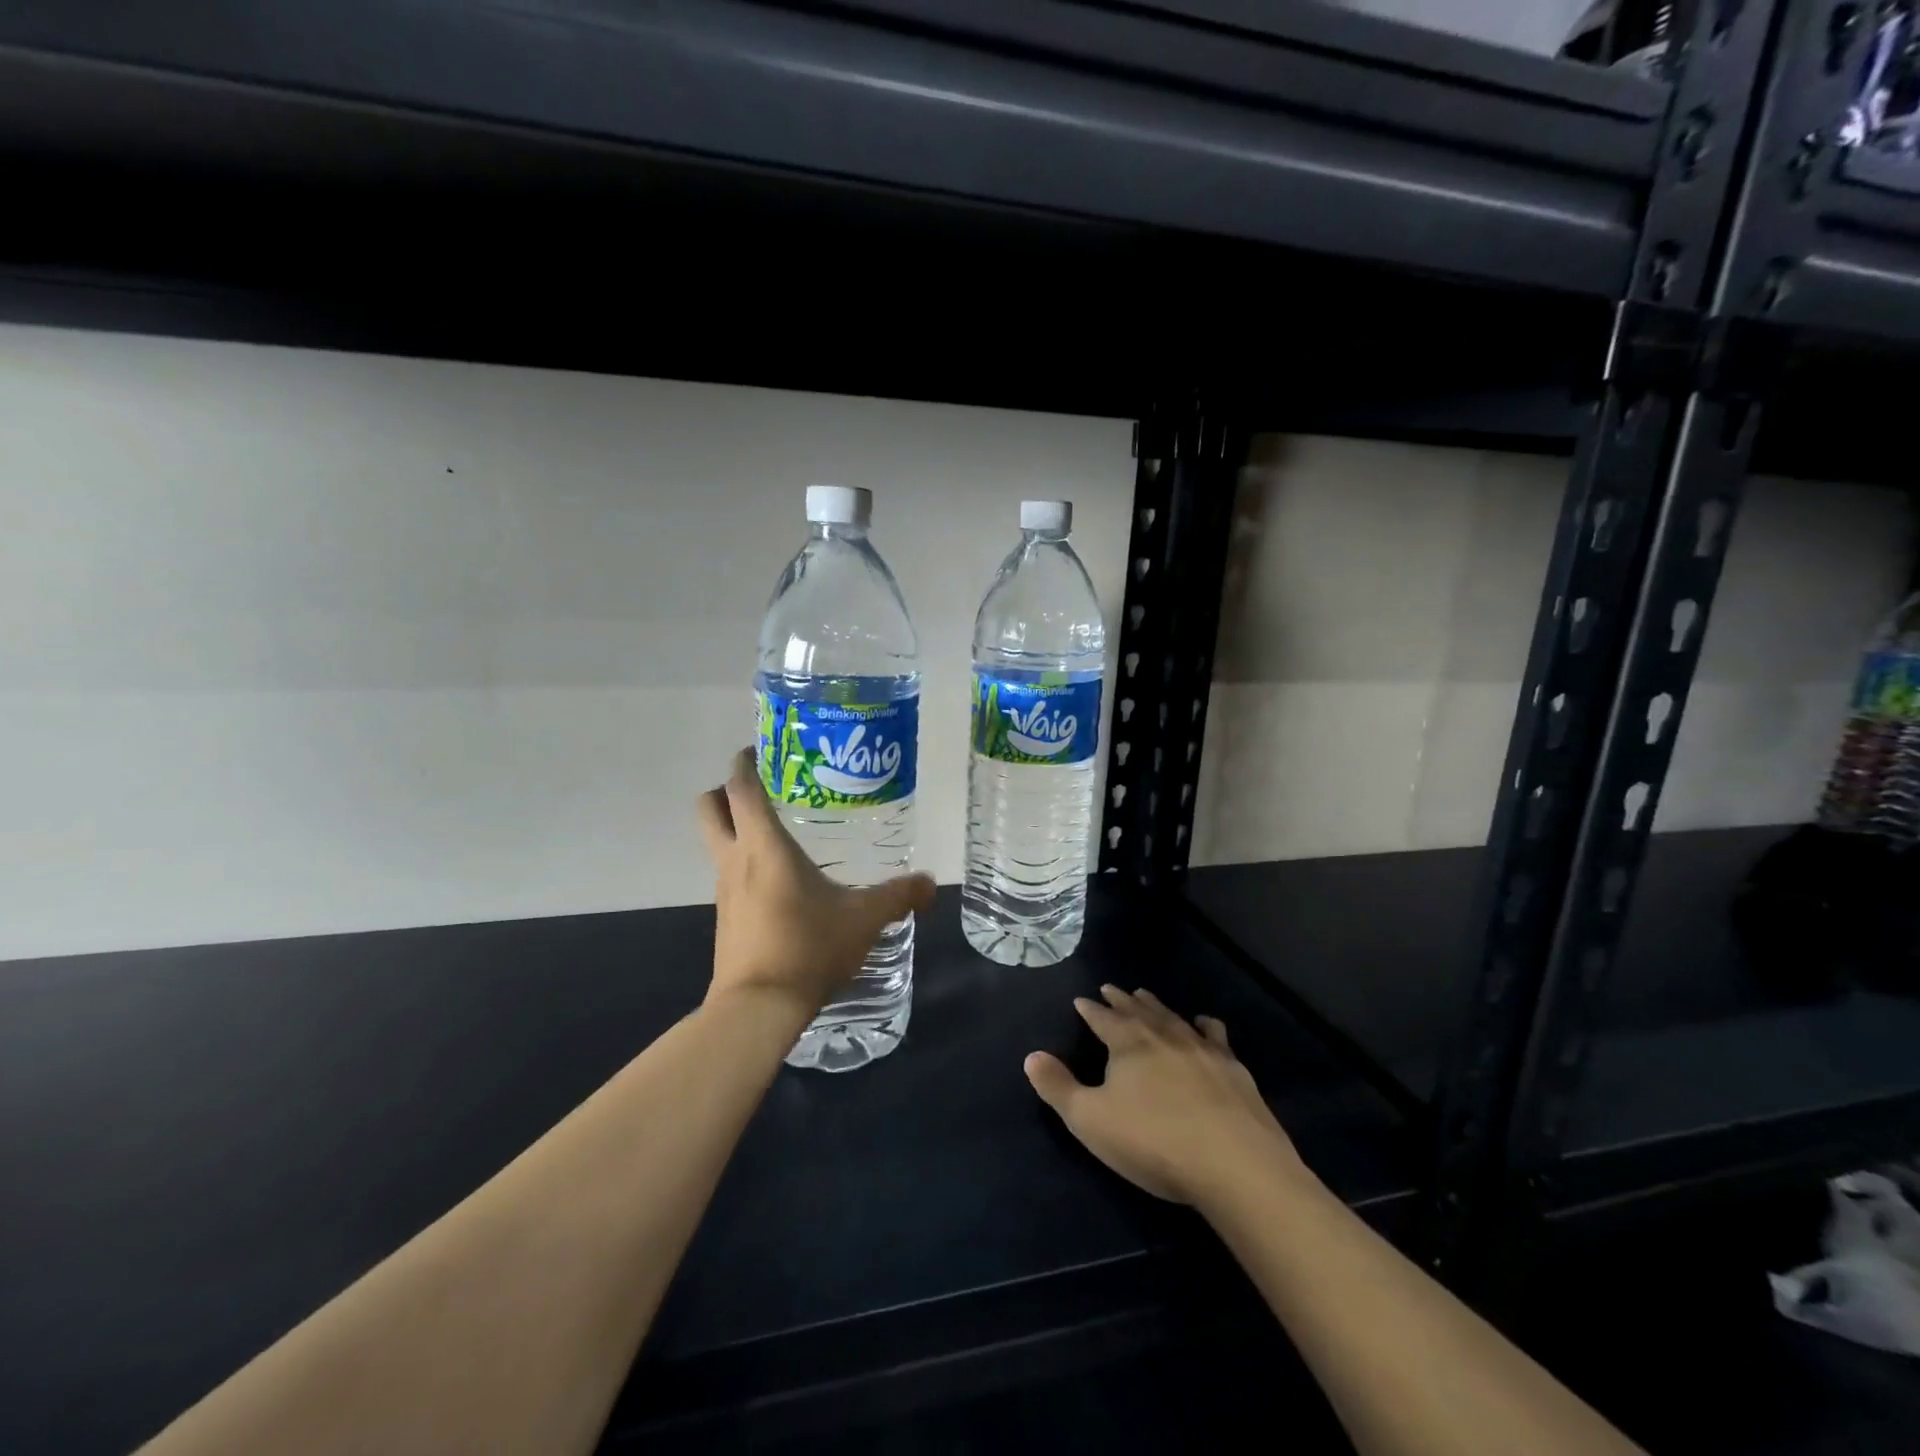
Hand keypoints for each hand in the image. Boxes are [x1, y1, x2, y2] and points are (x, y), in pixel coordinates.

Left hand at [697, 747, 934, 1024]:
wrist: (758, 1008)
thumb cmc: (807, 948)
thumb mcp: (864, 919)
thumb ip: (899, 896)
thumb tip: (931, 883)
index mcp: (765, 846)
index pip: (741, 788)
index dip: (744, 761)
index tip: (760, 748)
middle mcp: (735, 859)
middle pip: (710, 806)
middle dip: (727, 789)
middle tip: (764, 788)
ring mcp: (724, 890)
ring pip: (716, 841)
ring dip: (736, 827)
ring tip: (780, 833)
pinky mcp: (725, 916)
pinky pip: (728, 874)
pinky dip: (744, 864)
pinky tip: (779, 882)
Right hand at [1025, 985, 1306, 1206]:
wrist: (1234, 1164)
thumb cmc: (1153, 1142)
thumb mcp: (1091, 1121)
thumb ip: (1058, 1088)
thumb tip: (1031, 1055)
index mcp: (1127, 1043)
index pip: (1102, 1018)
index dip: (1090, 1010)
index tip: (1081, 1000)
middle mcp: (1163, 1035)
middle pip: (1138, 1010)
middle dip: (1122, 1000)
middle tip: (1112, 988)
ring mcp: (1202, 1048)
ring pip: (1172, 1017)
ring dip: (1156, 1006)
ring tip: (1146, 995)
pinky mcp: (1233, 1068)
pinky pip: (1214, 1035)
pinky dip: (1204, 1026)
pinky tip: (1204, 1024)